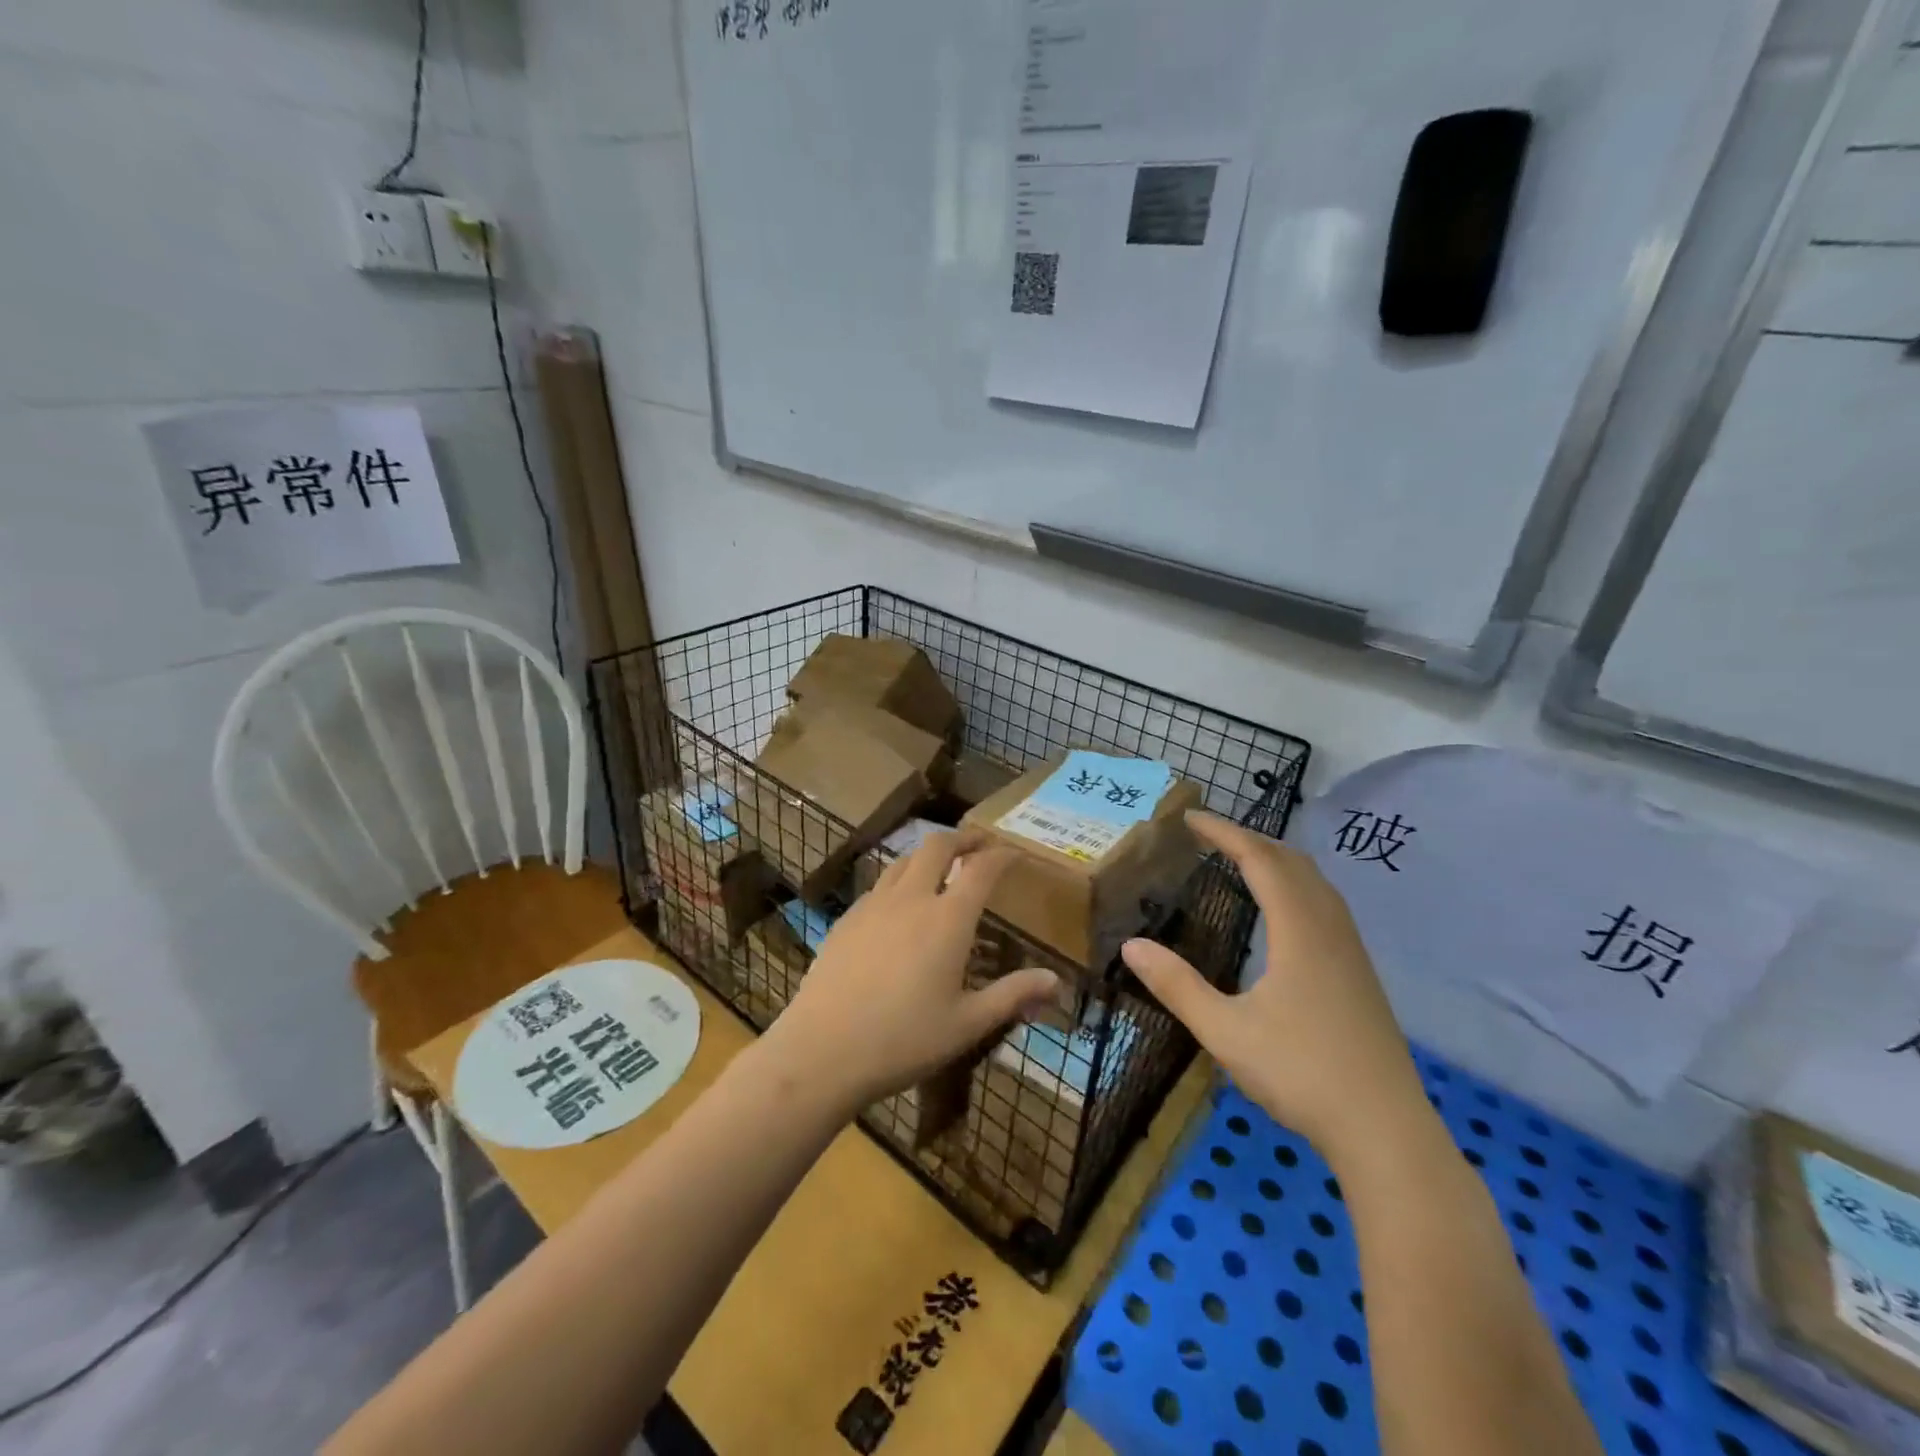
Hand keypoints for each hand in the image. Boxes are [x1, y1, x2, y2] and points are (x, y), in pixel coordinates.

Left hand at [757, 832, 1061, 1111]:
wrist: (823, 1050)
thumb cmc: (904, 1039)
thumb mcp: (968, 1024)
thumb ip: (1013, 996)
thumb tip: (1056, 981)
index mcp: (948, 919)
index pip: (981, 869)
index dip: (1001, 855)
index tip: (1015, 853)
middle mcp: (912, 899)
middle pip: (938, 846)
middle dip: (963, 839)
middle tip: (978, 845)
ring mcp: (874, 905)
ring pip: (904, 860)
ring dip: (928, 854)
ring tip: (940, 866)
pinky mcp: (847, 919)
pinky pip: (880, 885)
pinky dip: (900, 879)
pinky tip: (899, 904)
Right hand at [1122, 812, 1424, 1156]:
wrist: (1386, 1131)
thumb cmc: (1301, 1074)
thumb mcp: (1225, 1031)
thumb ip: (1177, 986)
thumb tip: (1131, 946)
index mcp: (1299, 931)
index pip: (1260, 860)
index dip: (1225, 833)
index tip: (1190, 818)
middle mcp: (1329, 929)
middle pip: (1292, 862)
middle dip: (1250, 839)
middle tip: (1209, 837)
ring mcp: (1351, 952)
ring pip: (1316, 883)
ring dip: (1277, 861)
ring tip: (1241, 862)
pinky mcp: (1360, 975)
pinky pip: (1326, 906)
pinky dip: (1296, 886)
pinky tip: (1283, 914)